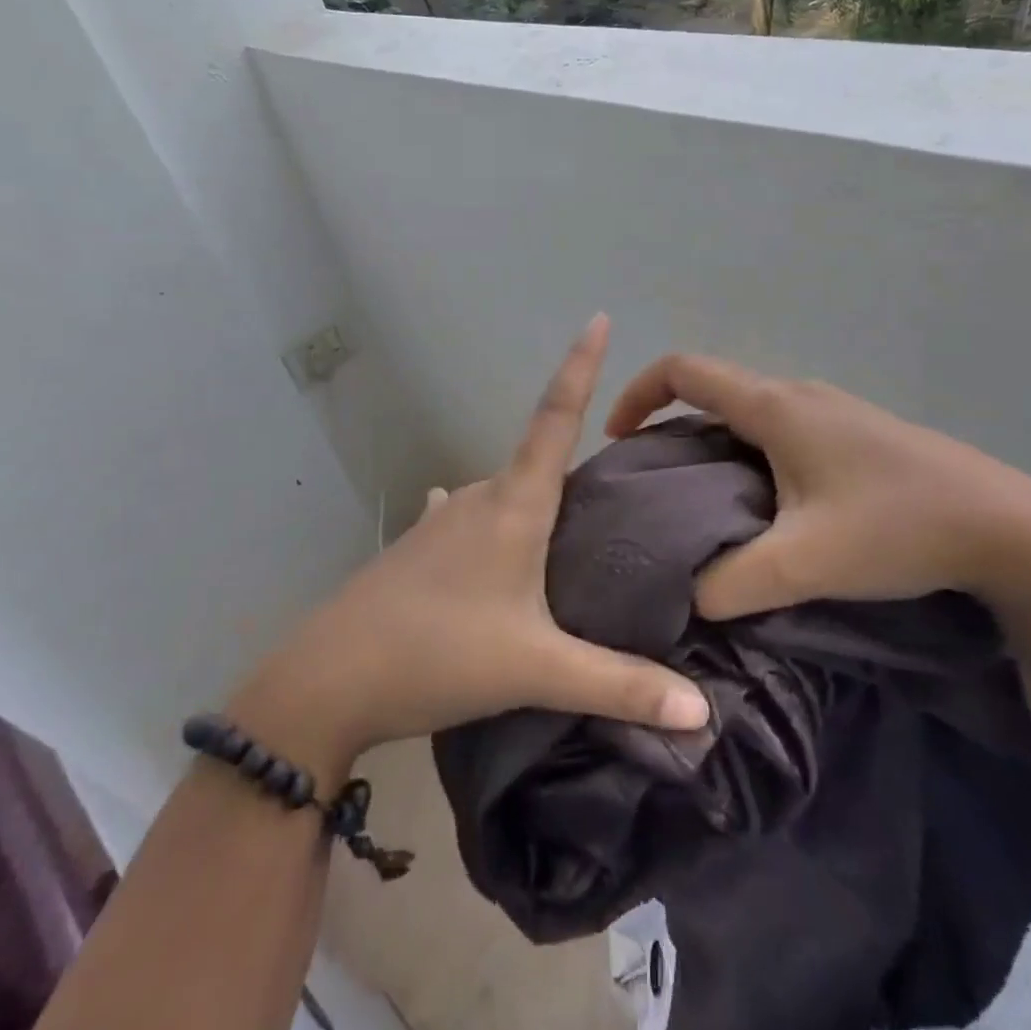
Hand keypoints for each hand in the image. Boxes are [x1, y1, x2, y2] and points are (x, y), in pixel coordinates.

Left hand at [236, 317, 709, 767]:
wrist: (327, 681)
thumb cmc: (439, 655)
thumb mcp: (537, 671)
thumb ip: (620, 687)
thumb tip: (703, 713)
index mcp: (513, 505)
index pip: (556, 417)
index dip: (580, 366)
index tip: (597, 317)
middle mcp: (477, 497)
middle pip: (536, 460)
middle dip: (575, 461)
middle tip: (621, 487)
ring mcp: (440, 519)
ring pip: (503, 495)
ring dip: (535, 502)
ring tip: (570, 534)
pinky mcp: (416, 547)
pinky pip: (468, 519)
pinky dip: (494, 526)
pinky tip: (489, 545)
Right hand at [606, 354, 1030, 619]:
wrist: (1009, 528)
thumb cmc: (898, 527)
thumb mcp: (806, 562)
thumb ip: (732, 582)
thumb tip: (689, 596)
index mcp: (775, 407)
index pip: (684, 371)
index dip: (638, 393)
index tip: (619, 439)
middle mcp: (799, 394)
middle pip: (715, 390)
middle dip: (672, 424)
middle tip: (656, 483)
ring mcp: (833, 410)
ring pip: (751, 411)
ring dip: (714, 440)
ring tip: (704, 500)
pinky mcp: (858, 433)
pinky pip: (782, 428)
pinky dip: (751, 451)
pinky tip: (768, 504)